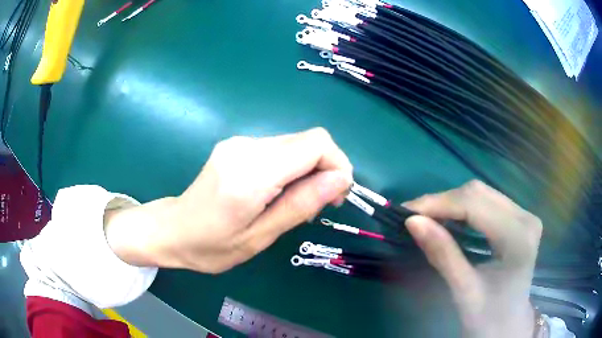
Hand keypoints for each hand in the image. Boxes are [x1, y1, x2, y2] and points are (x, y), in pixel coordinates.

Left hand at [104, 128, 352, 272]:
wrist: (173, 230)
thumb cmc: (211, 247)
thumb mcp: (259, 237)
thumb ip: (300, 205)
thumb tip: (340, 179)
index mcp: (249, 174)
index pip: (314, 144)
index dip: (337, 164)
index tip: (336, 196)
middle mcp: (245, 147)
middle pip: (308, 140)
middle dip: (324, 170)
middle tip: (318, 206)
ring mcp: (239, 142)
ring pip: (295, 145)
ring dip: (308, 171)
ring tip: (295, 204)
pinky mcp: (237, 145)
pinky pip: (279, 149)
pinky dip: (291, 168)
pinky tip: (278, 192)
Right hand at [403, 180, 541, 337]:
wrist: (508, 325)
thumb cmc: (488, 317)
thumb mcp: (464, 291)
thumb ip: (442, 255)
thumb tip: (412, 222)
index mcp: (518, 237)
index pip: (475, 205)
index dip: (439, 203)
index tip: (406, 212)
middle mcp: (525, 218)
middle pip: (479, 193)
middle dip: (443, 202)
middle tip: (414, 217)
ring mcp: (524, 215)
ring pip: (482, 194)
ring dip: (451, 203)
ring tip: (427, 218)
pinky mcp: (519, 219)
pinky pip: (487, 202)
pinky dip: (463, 208)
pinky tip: (449, 220)